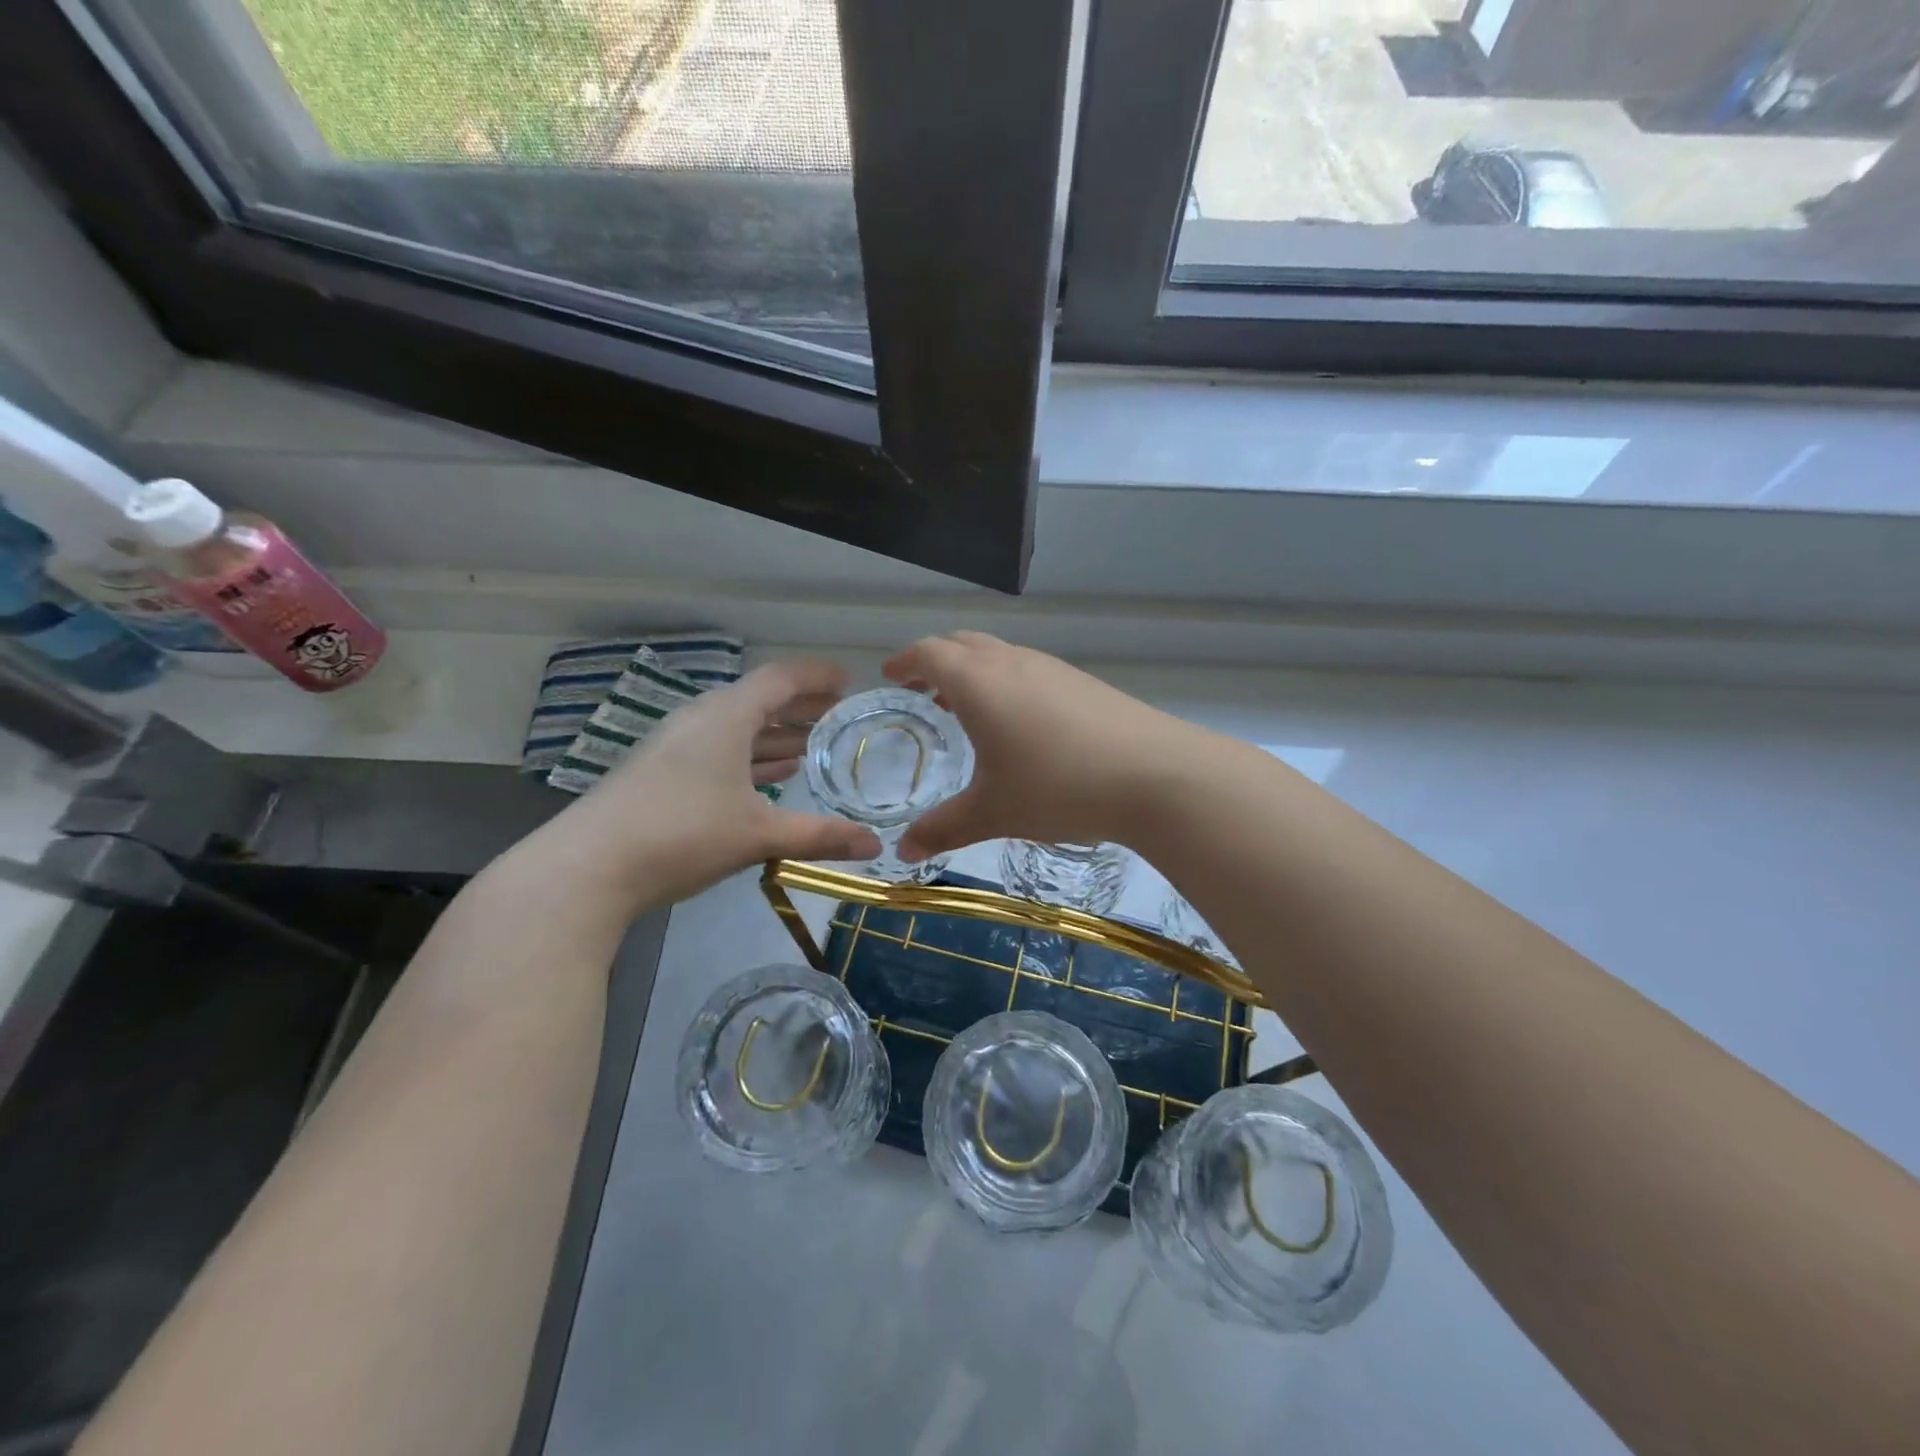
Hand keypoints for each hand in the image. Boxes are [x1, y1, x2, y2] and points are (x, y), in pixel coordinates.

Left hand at [548, 659, 880, 907]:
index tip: (848, 681)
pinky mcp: (660, 773)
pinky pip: (717, 750)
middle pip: (758, 700)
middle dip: (800, 706)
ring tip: (808, 748)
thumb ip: (819, 836)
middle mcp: (700, 720)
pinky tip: (765, 780)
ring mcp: (675, 746)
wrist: (587, 868)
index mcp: (726, 716)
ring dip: (773, 734)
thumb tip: (875, 847)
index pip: (780, 678)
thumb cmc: (682, 835)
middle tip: (836, 715)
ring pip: (736, 728)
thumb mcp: (758, 835)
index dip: (817, 677)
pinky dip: (748, 756)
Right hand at [882, 633, 1197, 861]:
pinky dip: (1006, 683)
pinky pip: (1028, 670)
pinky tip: (1019, 724)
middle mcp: (1012, 663)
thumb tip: (904, 852)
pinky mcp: (1083, 683)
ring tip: (964, 708)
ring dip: (973, 672)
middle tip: (922, 690)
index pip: (929, 653)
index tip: (891, 674)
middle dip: (936, 661)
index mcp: (978, 682)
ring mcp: (1052, 669)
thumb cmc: (1057, 787)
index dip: (906, 661)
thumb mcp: (993, 813)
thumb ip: (943, 829)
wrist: (1155, 775)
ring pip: (999, 655)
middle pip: (963, 644)